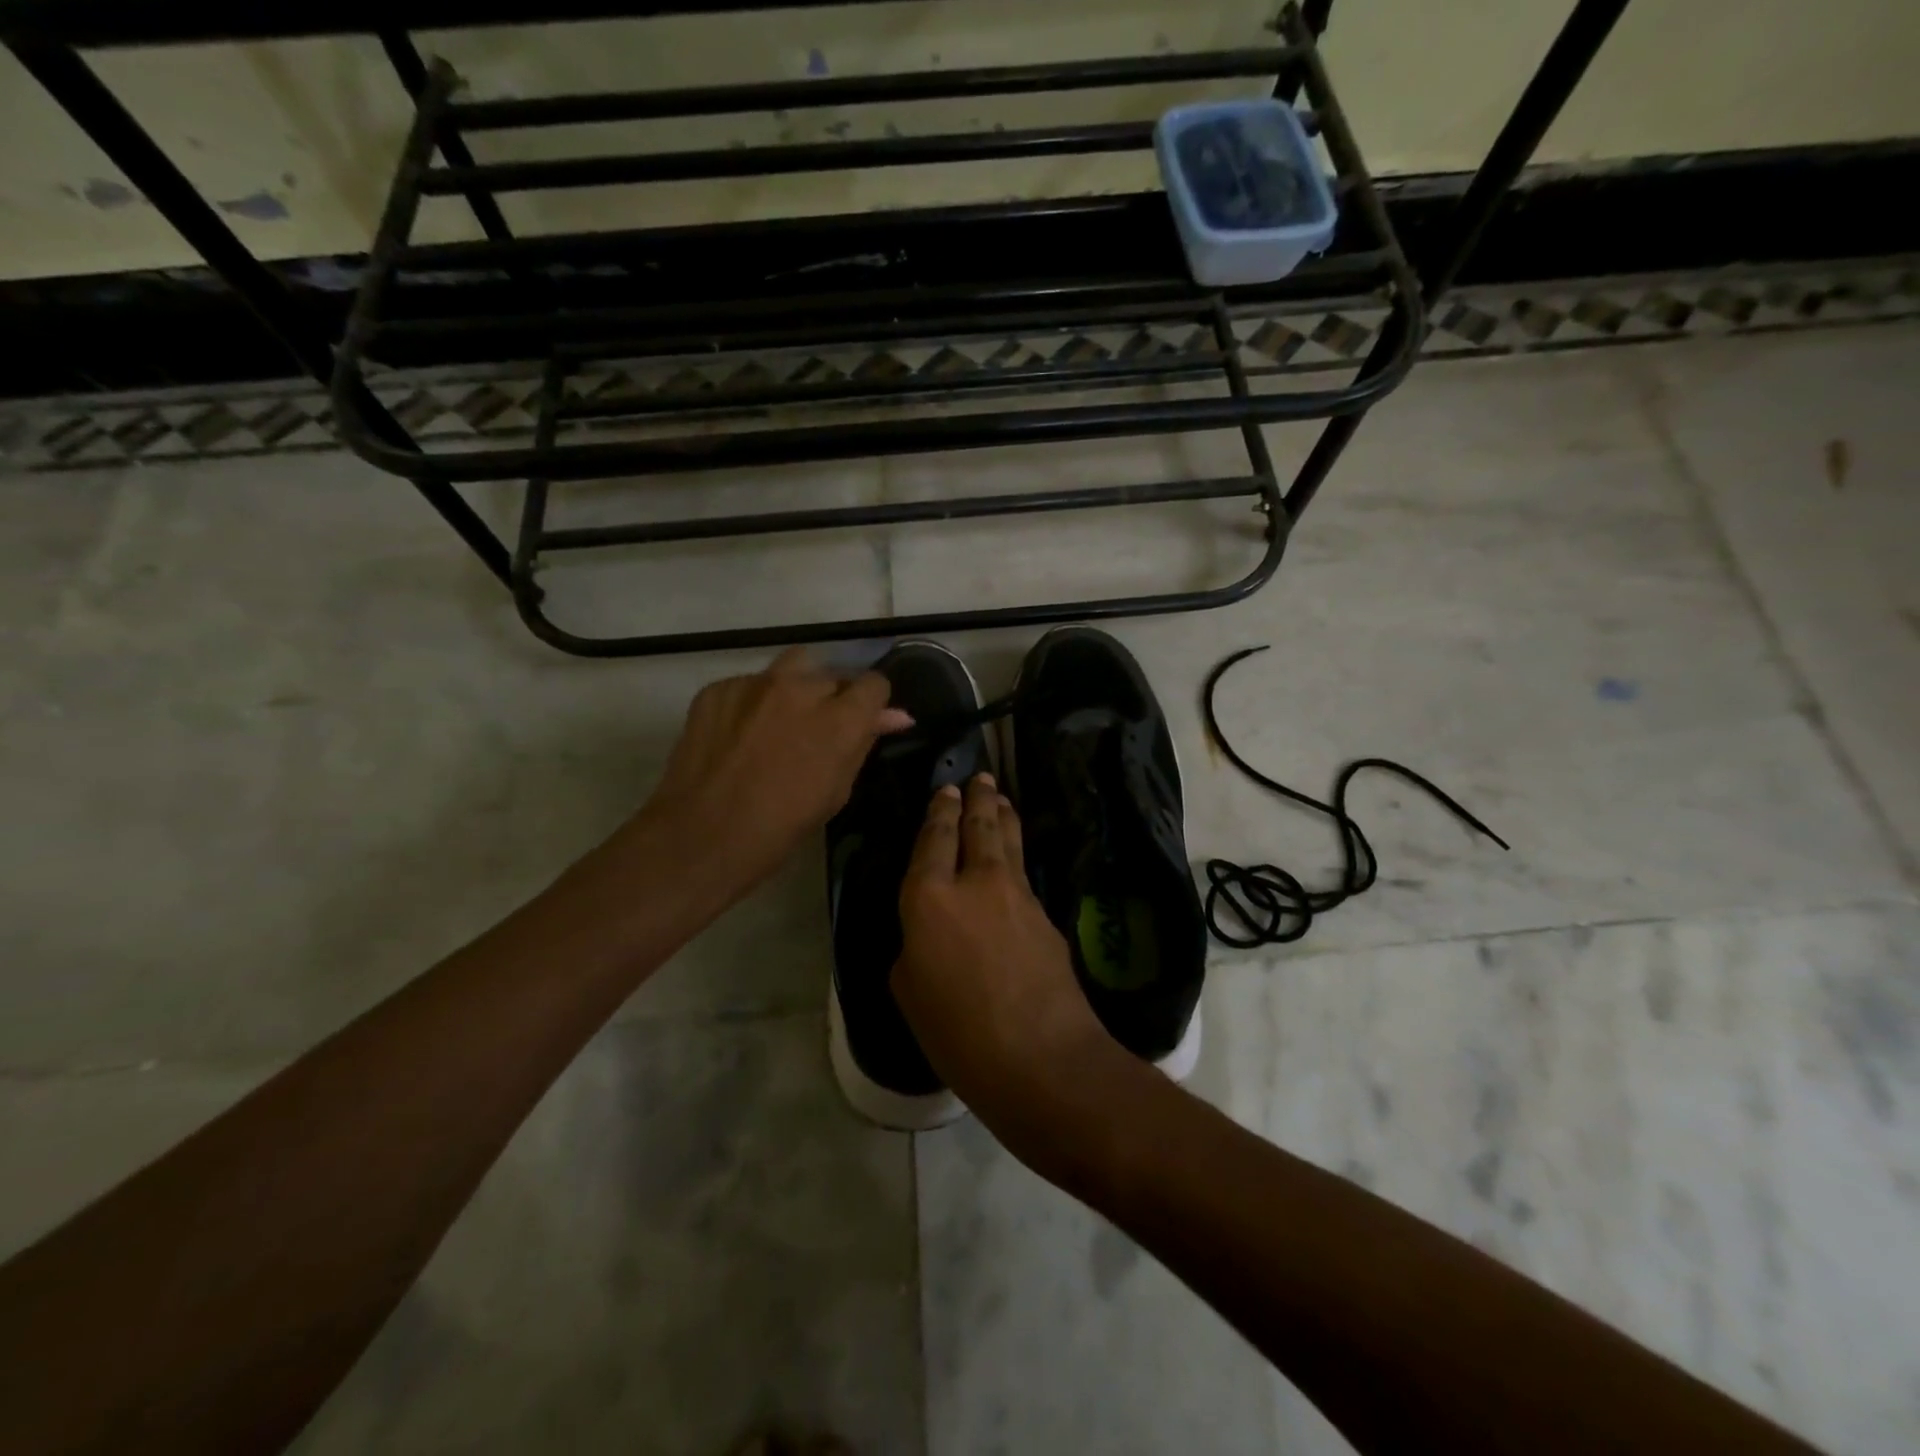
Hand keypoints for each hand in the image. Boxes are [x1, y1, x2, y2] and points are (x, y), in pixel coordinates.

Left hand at [634, 647, 912, 899]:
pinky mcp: (718, 688)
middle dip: (832, 697)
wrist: (702, 836)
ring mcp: (755, 684)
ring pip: (792, 666)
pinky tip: (740, 734)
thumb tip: (894, 717)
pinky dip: (754, 702)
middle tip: (817, 729)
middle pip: (833, 673)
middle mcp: (801, 689)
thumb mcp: (837, 790)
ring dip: (797, 686)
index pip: (874, 683)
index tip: (861, 722)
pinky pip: (749, 684)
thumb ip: (863, 744)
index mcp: (840, 718)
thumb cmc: (781, 827)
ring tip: (781, 720)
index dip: (871, 704)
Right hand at [892, 774, 1129, 1174]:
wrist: (1042, 1057)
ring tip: (1000, 796)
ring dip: (1002, 814)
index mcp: (929, 898)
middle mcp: (976, 882)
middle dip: (977, 797)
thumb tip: (931, 932)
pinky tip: (1014, 862)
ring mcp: (1018, 894)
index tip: (945, 790)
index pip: (933, 839)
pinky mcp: (1047, 914)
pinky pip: (1025, 874)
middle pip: (978, 826)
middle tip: (980, 777)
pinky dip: (1016, 858)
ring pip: (1009, 840)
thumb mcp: (909, 990)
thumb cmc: (958, 1032)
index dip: (938, 811)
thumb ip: (914, 946)